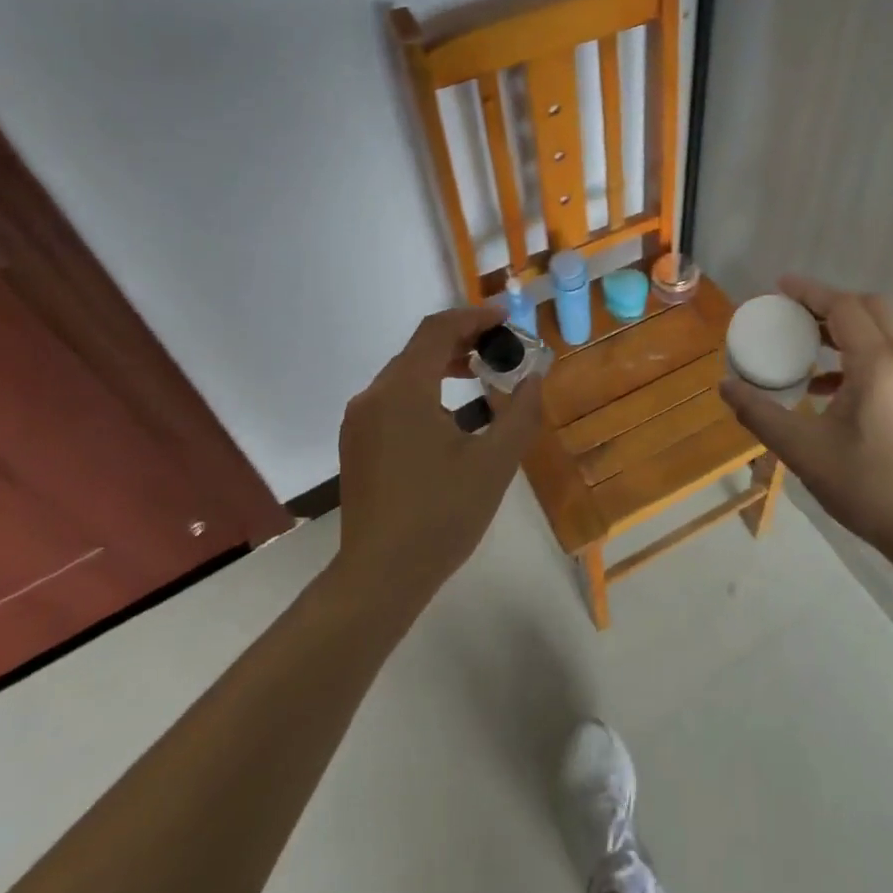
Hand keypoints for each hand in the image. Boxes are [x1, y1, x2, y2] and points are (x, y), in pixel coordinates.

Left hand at [335, 304, 544, 608]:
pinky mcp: (357, 442)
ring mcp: (360, 420)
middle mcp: (374, 395)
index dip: (473, 316)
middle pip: (419, 347)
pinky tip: (450, 410)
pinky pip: (394, 396)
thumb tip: (534, 378)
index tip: (507, 319)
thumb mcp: (495, 463)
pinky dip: (426, 387)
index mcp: (404, 391)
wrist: (380, 576)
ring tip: (482, 372)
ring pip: (405, 372)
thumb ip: (520, 412)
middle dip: (462, 338)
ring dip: (444, 362)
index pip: (437, 329)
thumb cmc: (442, 515)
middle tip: (502, 346)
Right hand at [719, 276, 892, 557]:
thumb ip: (760, 414)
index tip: (779, 287)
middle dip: (831, 304)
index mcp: (879, 365)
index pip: (844, 307)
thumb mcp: (803, 450)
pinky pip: (892, 359)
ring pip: (884, 333)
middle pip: (871, 309)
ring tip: (807, 348)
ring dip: (846, 331)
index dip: (810, 292)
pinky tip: (832, 389)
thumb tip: (726, 386)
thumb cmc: (868, 487)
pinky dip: (861, 357)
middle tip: (794, 313)